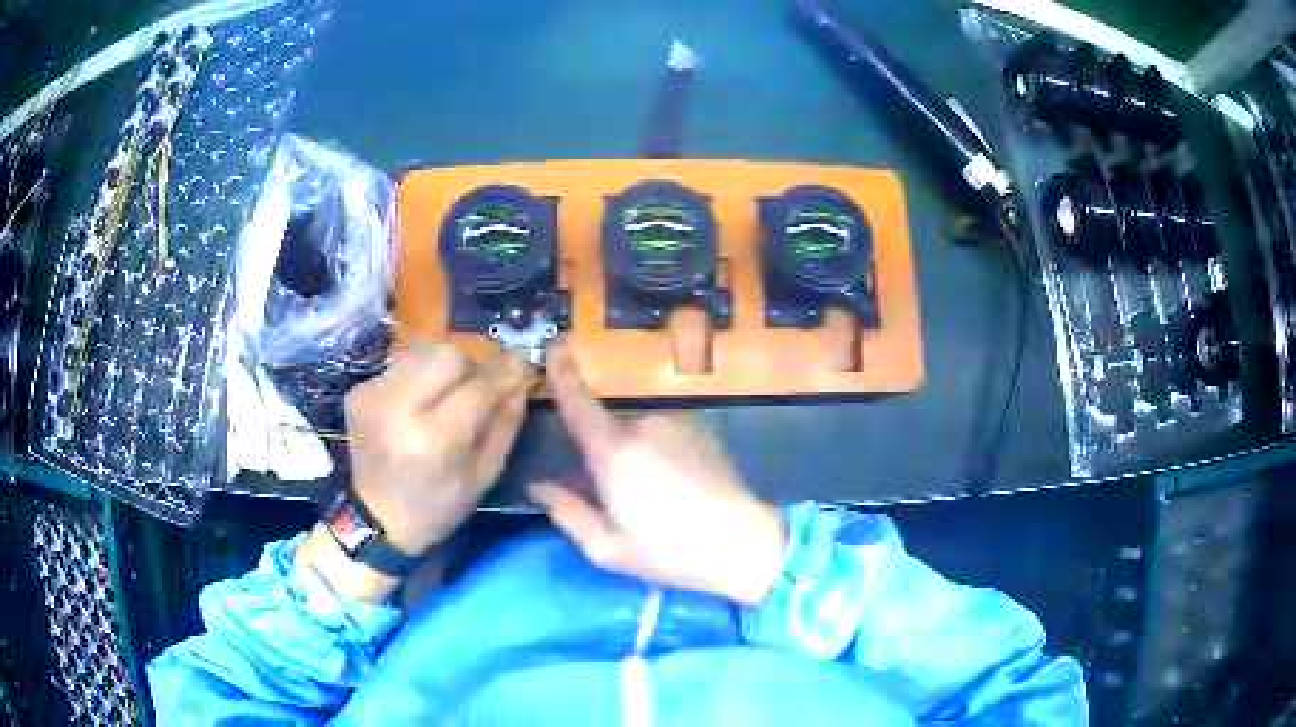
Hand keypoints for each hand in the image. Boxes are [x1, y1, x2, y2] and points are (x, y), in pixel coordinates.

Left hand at [300, 344, 531, 602]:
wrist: (376, 519)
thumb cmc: (437, 506)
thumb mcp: (484, 475)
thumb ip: (505, 423)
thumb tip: (520, 379)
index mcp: (434, 438)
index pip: (479, 386)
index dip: (505, 374)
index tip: (522, 368)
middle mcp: (399, 406)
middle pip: (449, 355)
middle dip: (472, 367)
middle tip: (479, 387)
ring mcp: (373, 394)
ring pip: (424, 353)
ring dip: (445, 369)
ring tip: (447, 396)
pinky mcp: (359, 389)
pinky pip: (402, 366)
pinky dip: (419, 378)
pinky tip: (419, 404)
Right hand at [529, 345, 785, 604]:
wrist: (744, 544)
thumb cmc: (669, 551)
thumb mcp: (606, 547)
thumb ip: (566, 511)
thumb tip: (538, 486)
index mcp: (613, 451)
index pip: (577, 402)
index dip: (561, 372)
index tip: (553, 346)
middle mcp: (645, 424)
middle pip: (606, 427)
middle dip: (600, 455)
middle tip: (612, 500)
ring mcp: (678, 423)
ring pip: (636, 433)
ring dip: (632, 457)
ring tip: (651, 501)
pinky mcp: (702, 430)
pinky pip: (663, 435)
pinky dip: (658, 454)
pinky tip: (676, 489)